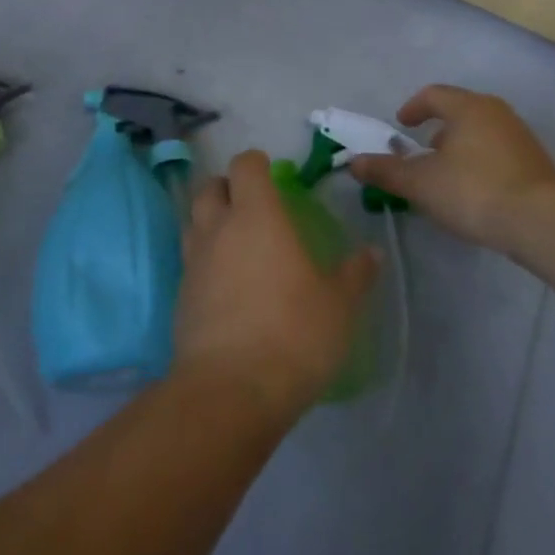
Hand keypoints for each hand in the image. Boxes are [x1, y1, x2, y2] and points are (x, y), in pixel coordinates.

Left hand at [174, 150, 379, 423]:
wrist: (229, 391)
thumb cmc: (292, 334)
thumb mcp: (338, 306)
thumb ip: (355, 275)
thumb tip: (373, 253)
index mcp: (256, 215)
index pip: (244, 166)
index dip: (256, 163)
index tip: (270, 173)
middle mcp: (218, 228)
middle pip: (210, 187)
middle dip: (228, 188)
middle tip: (251, 205)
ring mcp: (194, 262)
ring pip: (194, 221)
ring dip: (210, 221)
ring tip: (235, 240)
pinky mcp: (180, 296)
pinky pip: (190, 261)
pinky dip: (204, 260)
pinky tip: (223, 283)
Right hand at [348, 85, 554, 250]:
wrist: (541, 221)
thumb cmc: (473, 190)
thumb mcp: (421, 183)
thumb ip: (386, 171)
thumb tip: (354, 162)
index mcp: (467, 107)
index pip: (433, 95)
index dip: (412, 108)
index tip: (401, 126)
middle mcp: (496, 112)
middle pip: (459, 111)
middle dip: (437, 129)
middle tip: (422, 151)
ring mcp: (520, 136)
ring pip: (481, 131)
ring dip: (459, 146)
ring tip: (446, 174)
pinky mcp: (536, 162)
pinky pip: (498, 151)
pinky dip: (480, 161)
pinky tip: (475, 190)